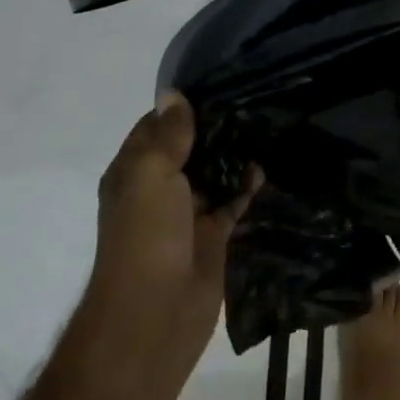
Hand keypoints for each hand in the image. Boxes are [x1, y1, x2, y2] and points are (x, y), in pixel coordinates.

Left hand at [84, 94, 256, 378]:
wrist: (154, 316)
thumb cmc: (145, 236)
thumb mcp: (151, 174)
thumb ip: (168, 135)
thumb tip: (173, 93)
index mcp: (134, 172)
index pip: (156, 127)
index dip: (183, 107)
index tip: (219, 82)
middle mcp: (158, 189)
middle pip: (188, 149)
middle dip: (215, 128)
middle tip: (252, 99)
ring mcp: (187, 214)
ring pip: (213, 174)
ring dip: (233, 156)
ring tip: (265, 125)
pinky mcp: (212, 237)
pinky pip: (233, 202)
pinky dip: (247, 187)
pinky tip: (266, 168)